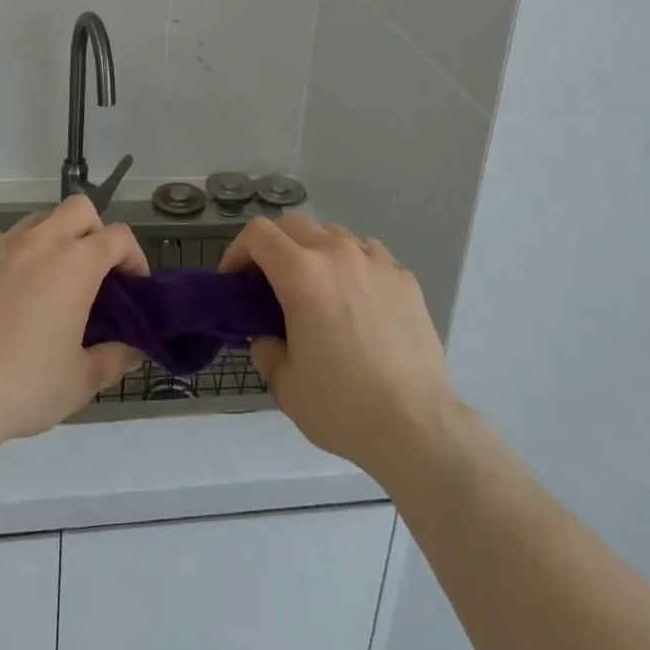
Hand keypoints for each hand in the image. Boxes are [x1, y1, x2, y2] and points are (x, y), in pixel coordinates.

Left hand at [0, 196, 146, 456]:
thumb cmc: (23, 386)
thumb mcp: (80, 382)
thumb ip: (114, 359)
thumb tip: (132, 351)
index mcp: (77, 263)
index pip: (119, 237)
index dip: (133, 257)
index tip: (133, 286)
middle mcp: (42, 241)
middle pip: (80, 209)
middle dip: (94, 231)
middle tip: (92, 271)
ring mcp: (0, 246)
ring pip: (38, 220)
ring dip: (52, 239)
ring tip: (46, 279)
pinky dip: (8, 253)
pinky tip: (3, 286)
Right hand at [219, 213, 456, 479]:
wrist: (416, 425)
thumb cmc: (342, 406)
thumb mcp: (285, 385)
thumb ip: (266, 350)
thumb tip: (267, 337)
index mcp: (302, 273)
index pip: (258, 234)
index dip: (237, 251)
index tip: (233, 280)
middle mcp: (338, 253)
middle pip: (294, 224)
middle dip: (273, 246)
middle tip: (269, 283)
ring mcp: (376, 261)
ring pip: (333, 235)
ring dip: (314, 252)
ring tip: (316, 290)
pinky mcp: (404, 277)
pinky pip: (368, 255)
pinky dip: (352, 266)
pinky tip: (357, 301)